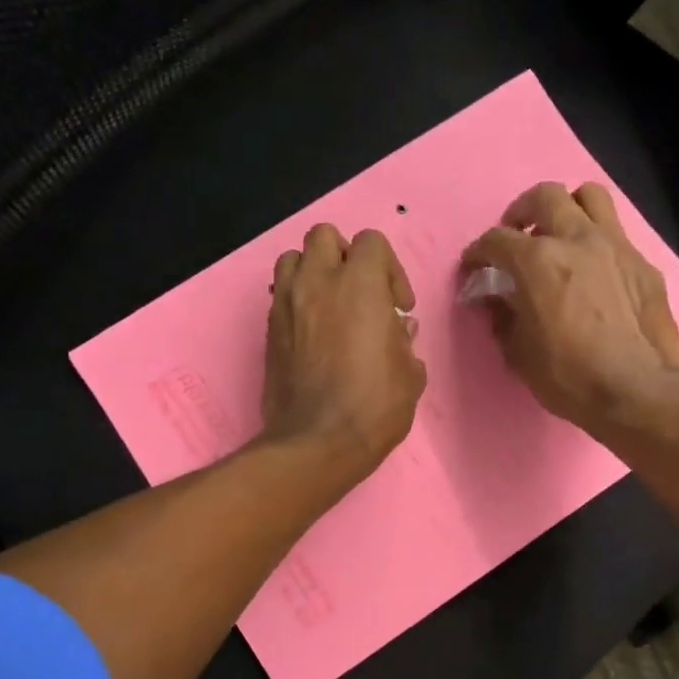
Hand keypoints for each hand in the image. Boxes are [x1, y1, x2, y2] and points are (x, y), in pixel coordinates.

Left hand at [263, 223, 426, 487]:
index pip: (371, 242)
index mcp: (359, 284)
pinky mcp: (268, 330)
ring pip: (292, 259)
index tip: (398, 307)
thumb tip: (398, 328)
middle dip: (344, 256)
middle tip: (360, 292)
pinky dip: (297, 301)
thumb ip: (404, 341)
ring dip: (313, 272)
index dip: (390, 269)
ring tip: (330, 305)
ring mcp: (286, 304)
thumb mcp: (409, 374)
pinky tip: (313, 333)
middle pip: (324, 236)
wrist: (316, 442)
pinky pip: (280, 295)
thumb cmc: (373, 406)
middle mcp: (317, 282)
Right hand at [461, 182, 678, 434]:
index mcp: (537, 261)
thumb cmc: (568, 376)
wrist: (636, 391)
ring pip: (589, 197)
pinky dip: (598, 244)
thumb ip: (502, 317)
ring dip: (568, 209)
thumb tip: (495, 299)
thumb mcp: (518, 353)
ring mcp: (616, 246)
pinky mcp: (644, 264)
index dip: (477, 254)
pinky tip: (595, 273)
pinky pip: (617, 235)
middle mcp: (576, 239)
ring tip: (560, 236)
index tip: (473, 269)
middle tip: (517, 236)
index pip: (496, 240)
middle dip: (521, 212)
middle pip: (544, 197)